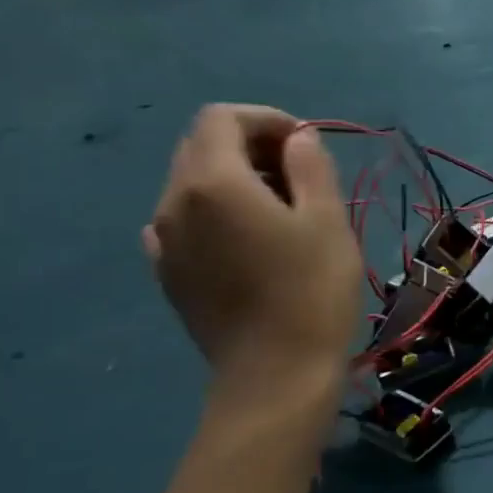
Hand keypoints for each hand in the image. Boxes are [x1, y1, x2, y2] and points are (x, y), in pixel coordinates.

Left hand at [143, 105, 360, 395]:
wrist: (275, 373)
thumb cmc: (312, 291)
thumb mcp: (328, 220)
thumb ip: (310, 167)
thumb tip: (297, 138)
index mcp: (213, 182)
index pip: (223, 118)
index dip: (267, 119)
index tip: (307, 146)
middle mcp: (174, 202)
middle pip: (202, 146)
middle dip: (251, 145)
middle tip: (301, 175)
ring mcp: (163, 240)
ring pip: (192, 183)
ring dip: (236, 179)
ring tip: (282, 210)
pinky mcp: (168, 272)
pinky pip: (185, 221)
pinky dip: (217, 212)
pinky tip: (249, 241)